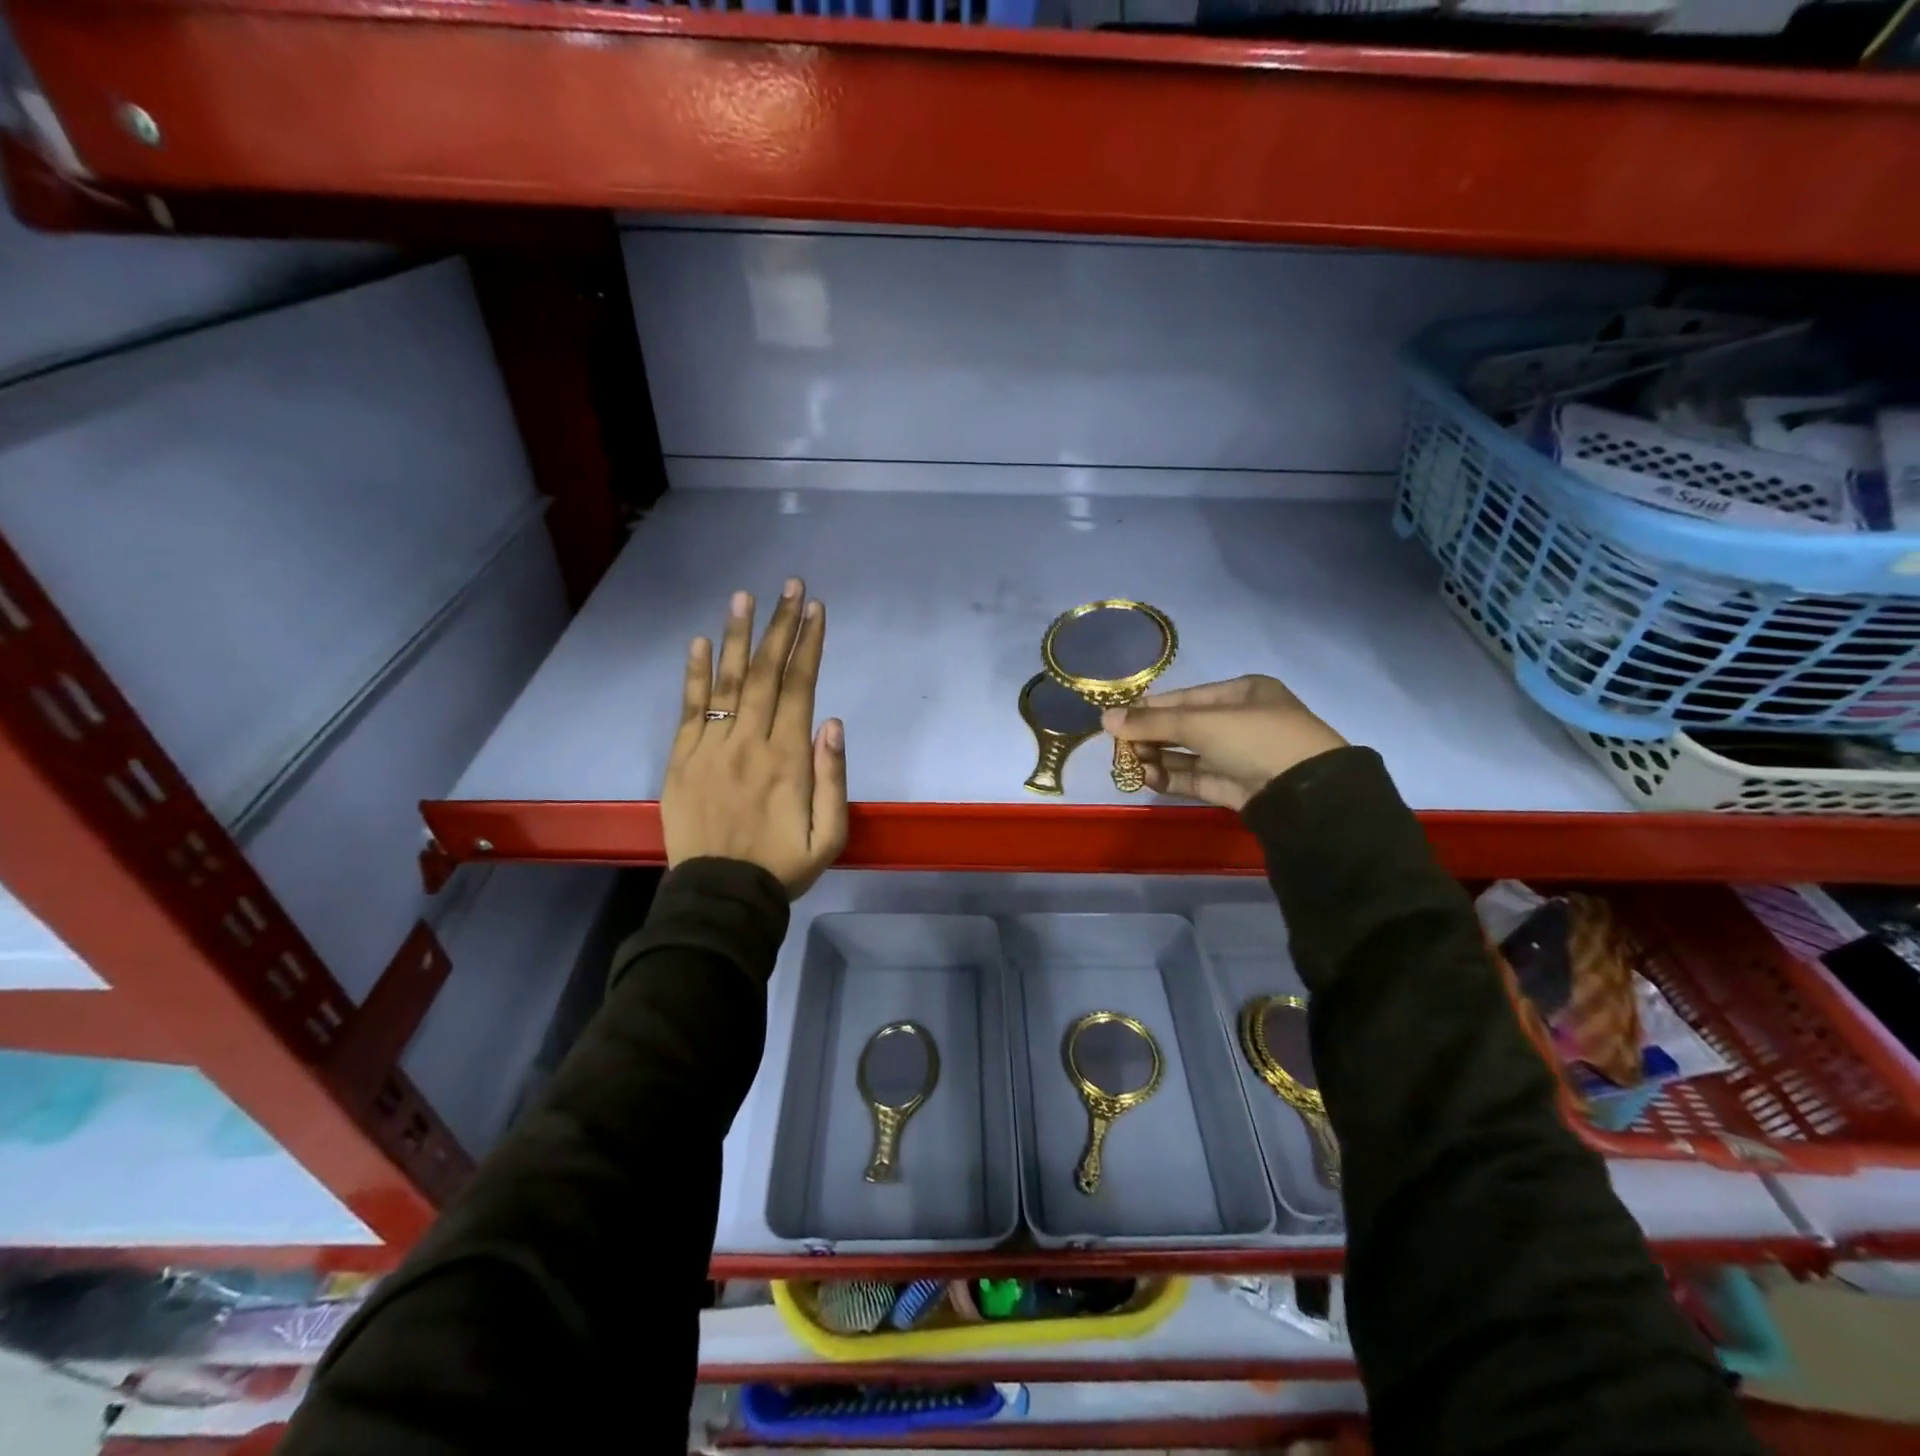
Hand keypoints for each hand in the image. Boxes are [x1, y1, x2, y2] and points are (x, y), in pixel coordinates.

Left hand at [662, 578, 847, 897]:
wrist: (720, 897)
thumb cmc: (782, 866)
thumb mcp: (830, 835)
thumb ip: (835, 778)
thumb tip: (833, 722)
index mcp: (788, 758)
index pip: (801, 687)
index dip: (809, 645)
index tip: (815, 609)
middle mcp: (750, 742)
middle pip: (767, 674)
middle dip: (781, 626)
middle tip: (790, 586)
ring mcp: (711, 748)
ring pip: (728, 682)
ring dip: (737, 637)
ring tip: (744, 597)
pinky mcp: (682, 760)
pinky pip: (689, 710)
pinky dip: (694, 675)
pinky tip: (699, 643)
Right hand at [1102, 675, 1346, 811]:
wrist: (1305, 794)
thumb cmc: (1255, 739)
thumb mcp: (1201, 723)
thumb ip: (1151, 722)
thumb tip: (1104, 718)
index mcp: (1242, 694)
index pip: (1185, 698)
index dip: (1149, 707)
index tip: (1115, 718)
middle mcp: (1241, 722)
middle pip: (1184, 726)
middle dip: (1150, 735)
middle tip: (1119, 746)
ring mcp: (1239, 756)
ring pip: (1188, 754)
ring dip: (1157, 758)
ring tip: (1128, 764)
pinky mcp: (1235, 787)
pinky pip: (1196, 778)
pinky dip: (1170, 777)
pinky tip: (1146, 777)